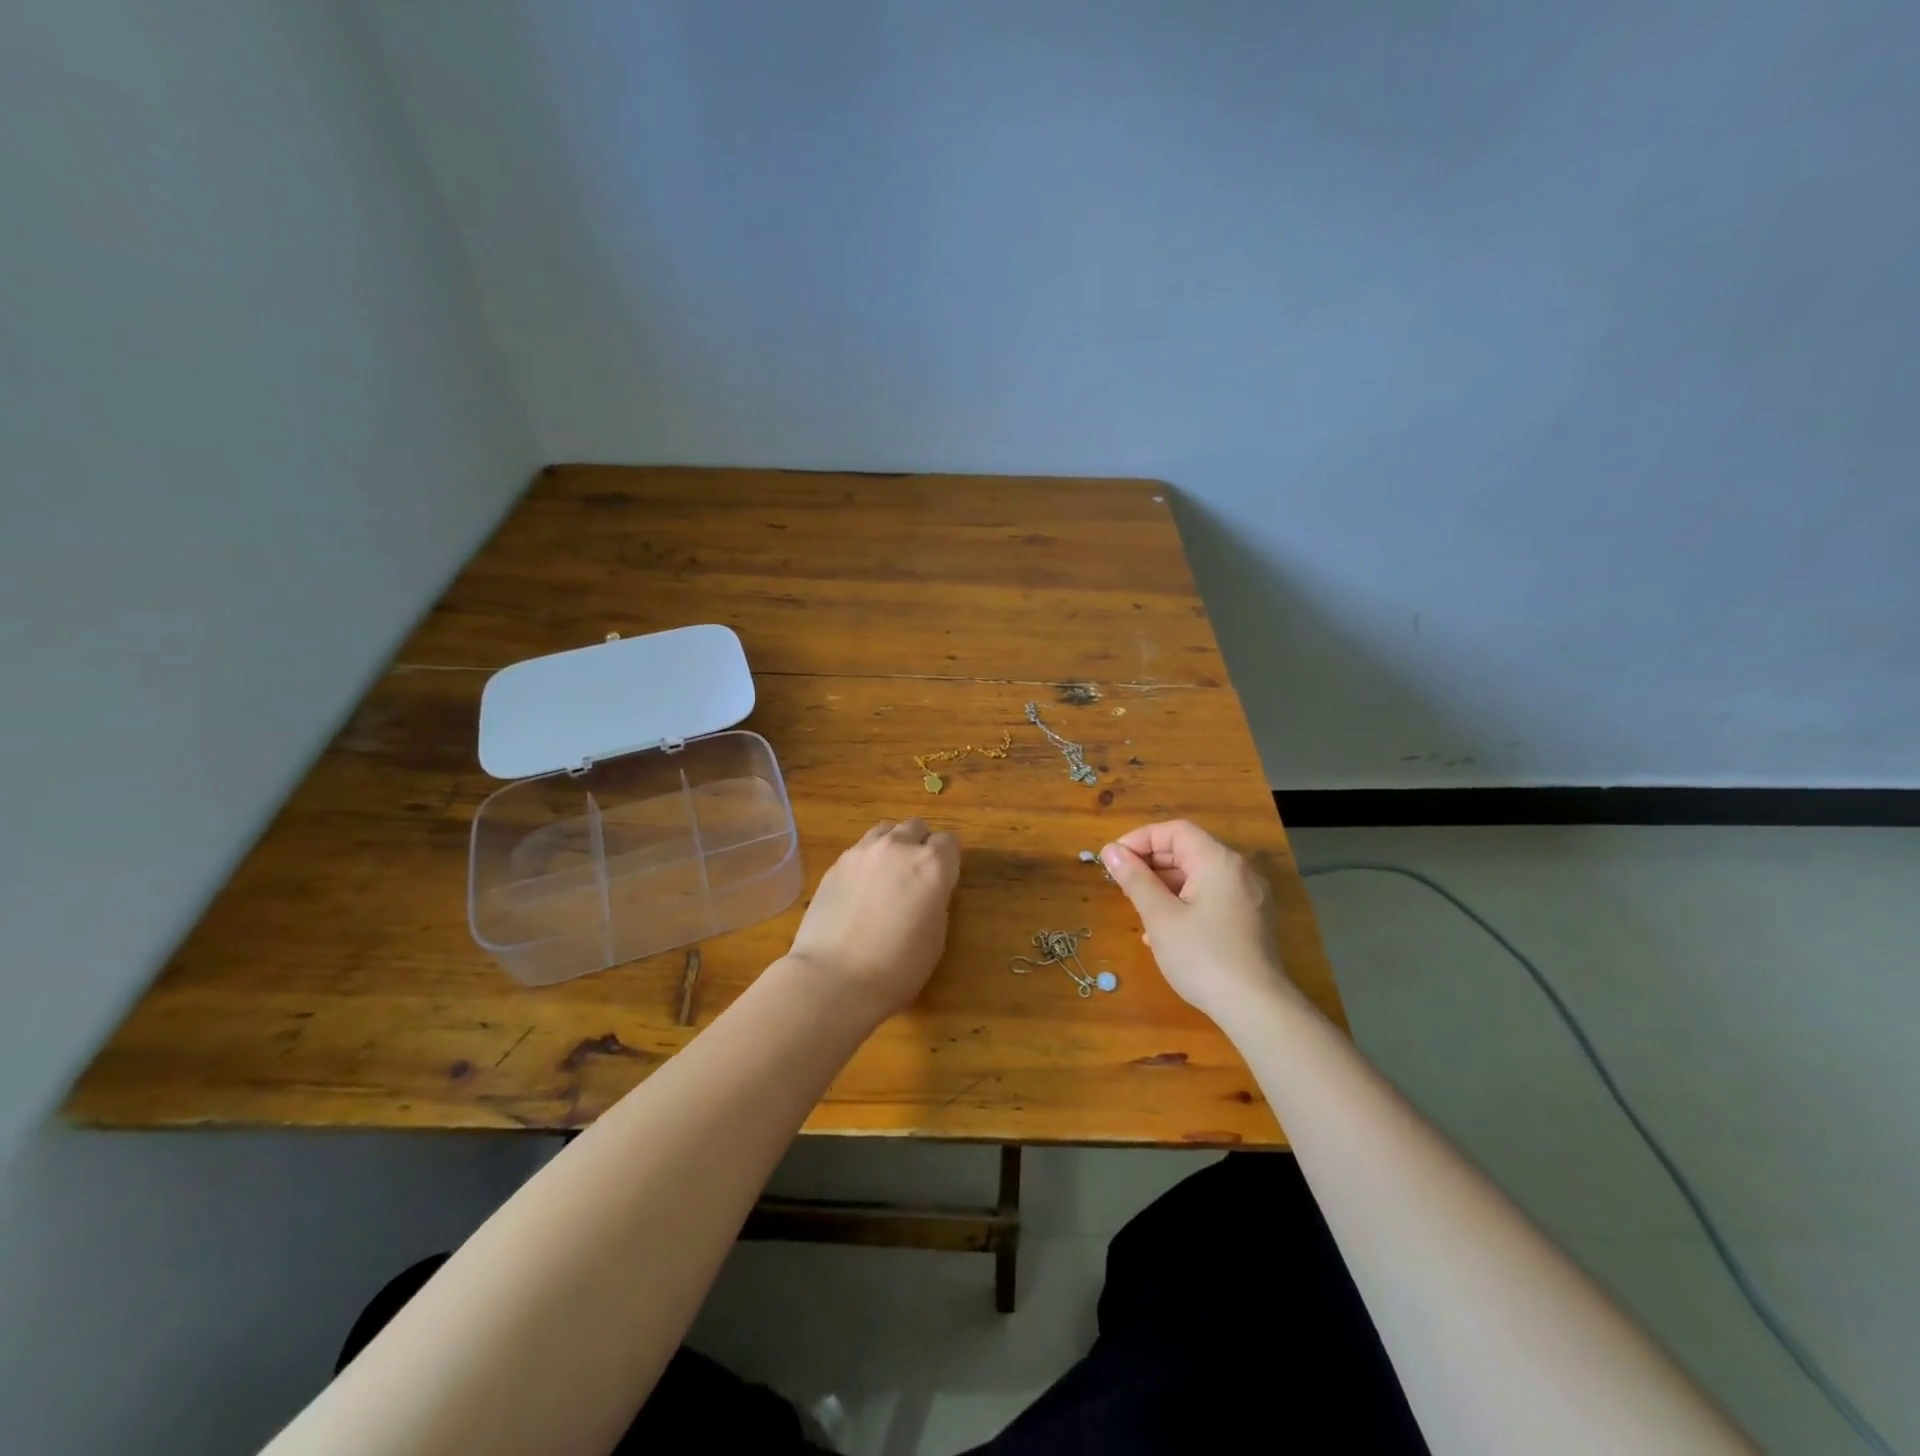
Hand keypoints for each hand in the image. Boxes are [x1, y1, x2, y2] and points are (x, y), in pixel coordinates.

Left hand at [786, 818, 960, 1021]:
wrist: (834, 978)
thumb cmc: (897, 968)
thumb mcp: (936, 938)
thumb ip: (936, 902)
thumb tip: (927, 892)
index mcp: (932, 865)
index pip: (949, 841)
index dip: (948, 859)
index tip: (943, 880)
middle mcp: (899, 847)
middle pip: (916, 827)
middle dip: (920, 845)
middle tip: (915, 875)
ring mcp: (863, 851)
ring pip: (886, 831)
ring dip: (893, 846)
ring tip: (886, 876)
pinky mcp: (836, 864)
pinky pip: (860, 850)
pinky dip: (866, 861)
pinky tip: (860, 890)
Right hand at [1101, 820, 1299, 1022]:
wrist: (1256, 1009)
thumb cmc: (1203, 957)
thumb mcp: (1160, 916)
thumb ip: (1134, 879)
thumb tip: (1111, 851)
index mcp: (1218, 861)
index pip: (1175, 831)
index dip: (1141, 839)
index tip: (1114, 859)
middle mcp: (1238, 871)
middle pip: (1188, 850)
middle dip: (1151, 862)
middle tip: (1121, 883)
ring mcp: (1248, 897)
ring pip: (1198, 876)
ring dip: (1164, 885)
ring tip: (1138, 907)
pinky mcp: (1250, 921)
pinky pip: (1211, 897)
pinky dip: (1184, 902)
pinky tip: (1164, 930)